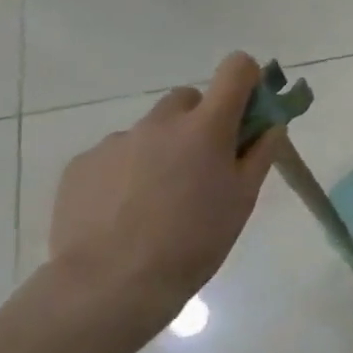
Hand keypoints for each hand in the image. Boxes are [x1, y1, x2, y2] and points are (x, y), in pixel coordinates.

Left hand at [48, 53, 283, 340]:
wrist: (112, 283)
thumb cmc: (196, 239)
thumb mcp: (243, 198)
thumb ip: (260, 153)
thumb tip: (271, 124)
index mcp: (207, 127)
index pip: (236, 69)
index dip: (247, 80)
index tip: (249, 109)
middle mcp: (160, 123)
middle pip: (188, 99)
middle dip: (201, 120)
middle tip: (204, 164)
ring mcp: (116, 141)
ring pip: (150, 130)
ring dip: (163, 148)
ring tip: (160, 198)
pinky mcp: (82, 164)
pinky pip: (116, 154)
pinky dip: (128, 170)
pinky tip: (127, 210)